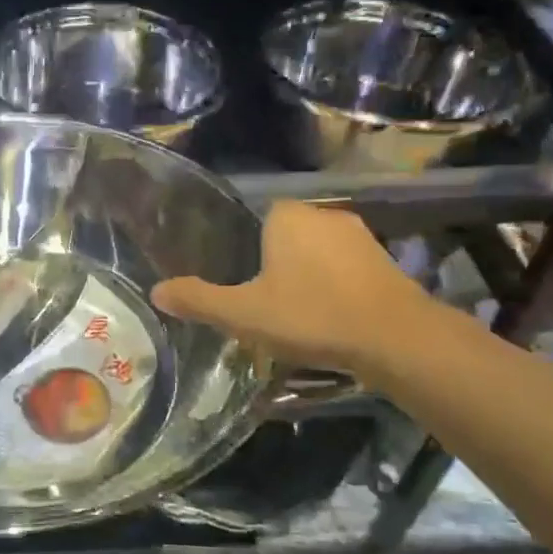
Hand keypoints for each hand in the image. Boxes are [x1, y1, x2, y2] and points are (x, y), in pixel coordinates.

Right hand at [151, 203, 433, 374]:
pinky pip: (346, 268)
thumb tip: (156, 291)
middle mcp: (324, 214)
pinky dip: (335, 286)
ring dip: (308, 275)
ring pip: (318, 252)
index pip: (256, 218)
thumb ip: (198, 300)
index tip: (240, 280)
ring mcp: (360, 236)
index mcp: (286, 216)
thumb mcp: (243, 314)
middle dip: (275, 263)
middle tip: (262, 302)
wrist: (396, 338)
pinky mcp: (386, 261)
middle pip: (286, 235)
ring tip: (295, 313)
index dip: (245, 248)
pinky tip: (329, 316)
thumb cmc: (311, 315)